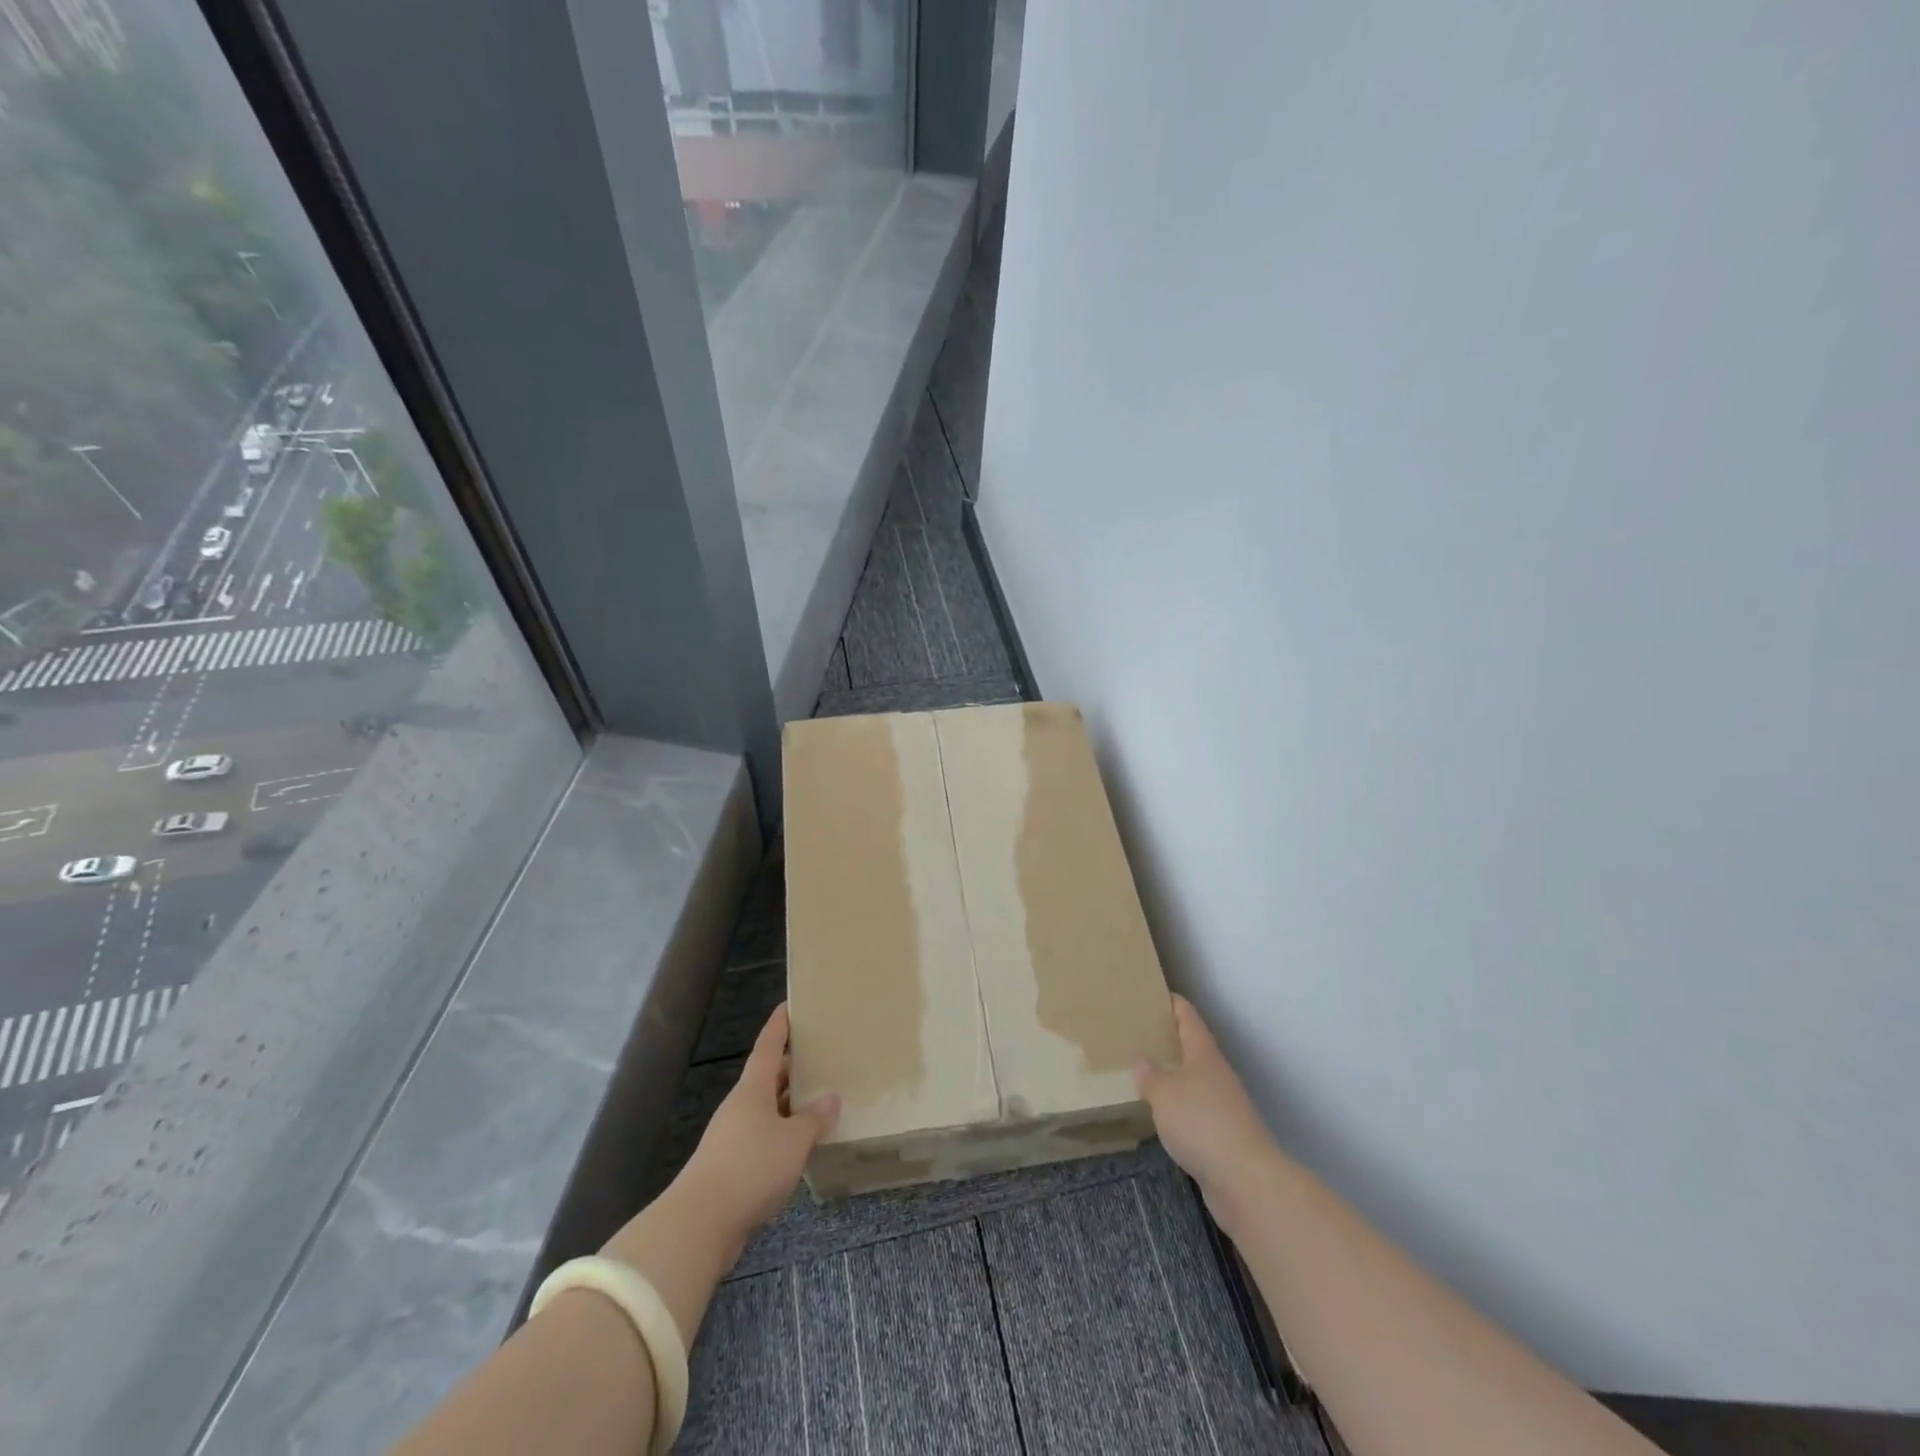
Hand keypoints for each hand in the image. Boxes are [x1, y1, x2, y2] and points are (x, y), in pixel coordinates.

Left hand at [680, 1003, 839, 1241]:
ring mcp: (732, 1136)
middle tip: (821, 1056)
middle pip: (768, 1077)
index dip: (780, 1025)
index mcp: (753, 1088)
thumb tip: (831, 1098)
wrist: (700, 1224)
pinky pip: (763, 1137)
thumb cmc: (751, 1167)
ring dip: (789, 1104)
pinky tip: (801, 1145)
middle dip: (792, 1067)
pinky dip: (783, 1134)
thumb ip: (814, 1119)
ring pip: (766, 1109)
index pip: (768, 1045)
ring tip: (819, 1100)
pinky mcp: (731, 1166)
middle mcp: (740, 1106)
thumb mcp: (794, 1140)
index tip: (790, 1005)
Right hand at [1134, 995, 1277, 1220]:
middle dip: (1170, 1041)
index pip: (1188, 1017)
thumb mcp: (1164, 1093)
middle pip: (1194, 1048)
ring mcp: (1224, 1106)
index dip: (1173, 1003)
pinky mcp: (1224, 1136)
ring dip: (1175, 1077)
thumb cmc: (1201, 1122)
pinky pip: (1196, 1112)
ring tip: (1146, 1074)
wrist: (1245, 1180)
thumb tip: (1141, 1060)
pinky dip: (1180, 1109)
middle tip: (1140, 1034)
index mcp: (1204, 1054)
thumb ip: (1150, 1075)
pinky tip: (1162, 1116)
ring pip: (1195, 1082)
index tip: (1155, 993)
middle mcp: (1217, 1074)